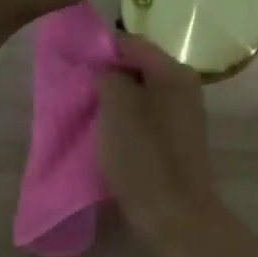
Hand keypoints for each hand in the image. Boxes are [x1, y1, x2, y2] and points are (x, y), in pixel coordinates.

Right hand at [97, 36, 221, 250]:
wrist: (175, 213)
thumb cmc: (144, 156)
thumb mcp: (117, 108)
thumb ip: (109, 77)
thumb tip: (107, 70)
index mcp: (174, 72)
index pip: (132, 43)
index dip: (101, 48)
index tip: (72, 61)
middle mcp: (185, 88)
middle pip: (139, 70)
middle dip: (108, 76)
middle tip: (77, 88)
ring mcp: (184, 117)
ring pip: (142, 96)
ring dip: (116, 101)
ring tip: (87, 112)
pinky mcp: (178, 143)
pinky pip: (147, 120)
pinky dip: (127, 122)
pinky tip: (108, 135)